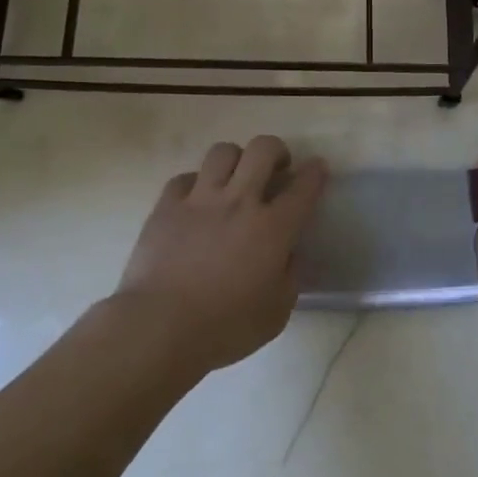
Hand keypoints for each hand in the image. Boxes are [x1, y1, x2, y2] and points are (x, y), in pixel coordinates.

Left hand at [115, 136, 328, 374]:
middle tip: (276, 168)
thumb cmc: (225, 327)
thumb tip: (288, 253)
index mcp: (273, 228)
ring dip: (236, 159)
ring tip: (235, 178)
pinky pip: (185, 177)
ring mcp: (199, 199)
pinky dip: (196, 184)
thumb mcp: (276, 312)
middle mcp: (239, 202)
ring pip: (222, 152)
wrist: (160, 326)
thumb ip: (289, 275)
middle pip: (263, 149)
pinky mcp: (166, 206)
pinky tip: (196, 201)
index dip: (315, 172)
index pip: (303, 187)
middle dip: (276, 150)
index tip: (317, 168)